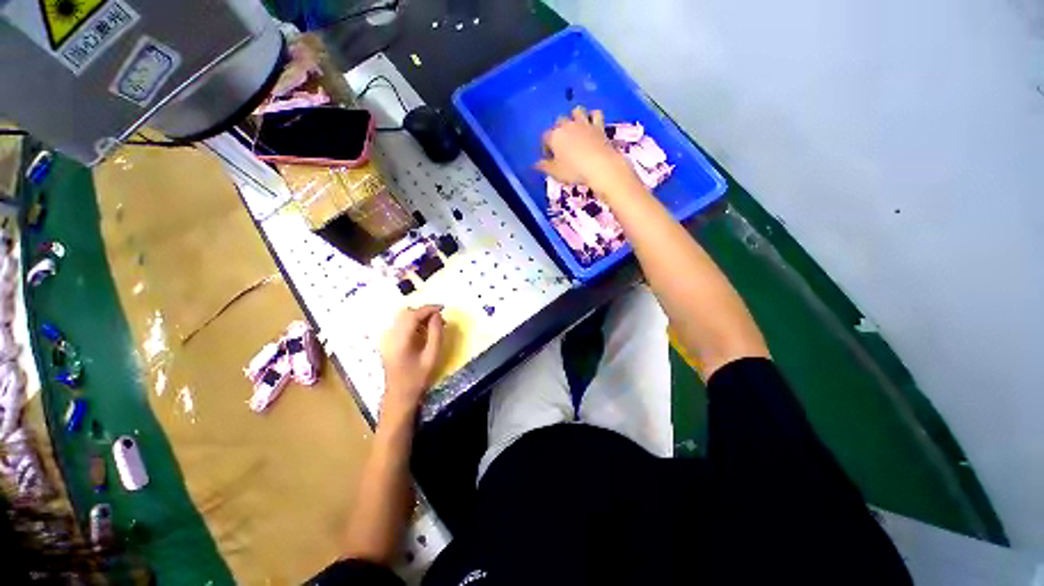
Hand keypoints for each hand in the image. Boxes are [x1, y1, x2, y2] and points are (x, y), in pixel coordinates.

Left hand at [379, 305, 444, 417]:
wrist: (399, 397)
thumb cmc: (417, 379)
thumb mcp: (432, 357)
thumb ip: (436, 334)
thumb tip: (437, 316)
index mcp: (400, 339)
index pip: (413, 315)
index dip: (429, 309)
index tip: (443, 308)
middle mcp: (390, 335)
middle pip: (406, 313)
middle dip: (424, 311)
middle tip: (439, 319)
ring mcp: (387, 339)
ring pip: (402, 318)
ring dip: (419, 317)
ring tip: (434, 325)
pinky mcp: (388, 343)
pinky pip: (401, 325)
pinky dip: (413, 323)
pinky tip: (423, 333)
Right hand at [536, 106, 639, 196]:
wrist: (600, 166)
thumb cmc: (574, 171)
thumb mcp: (555, 172)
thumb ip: (544, 167)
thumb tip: (536, 164)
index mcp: (554, 136)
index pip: (545, 138)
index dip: (546, 148)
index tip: (549, 158)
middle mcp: (567, 125)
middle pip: (559, 121)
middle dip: (559, 131)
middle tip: (561, 145)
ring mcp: (584, 123)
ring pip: (577, 111)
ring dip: (575, 117)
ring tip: (575, 129)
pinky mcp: (599, 126)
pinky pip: (595, 114)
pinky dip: (593, 117)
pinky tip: (592, 123)